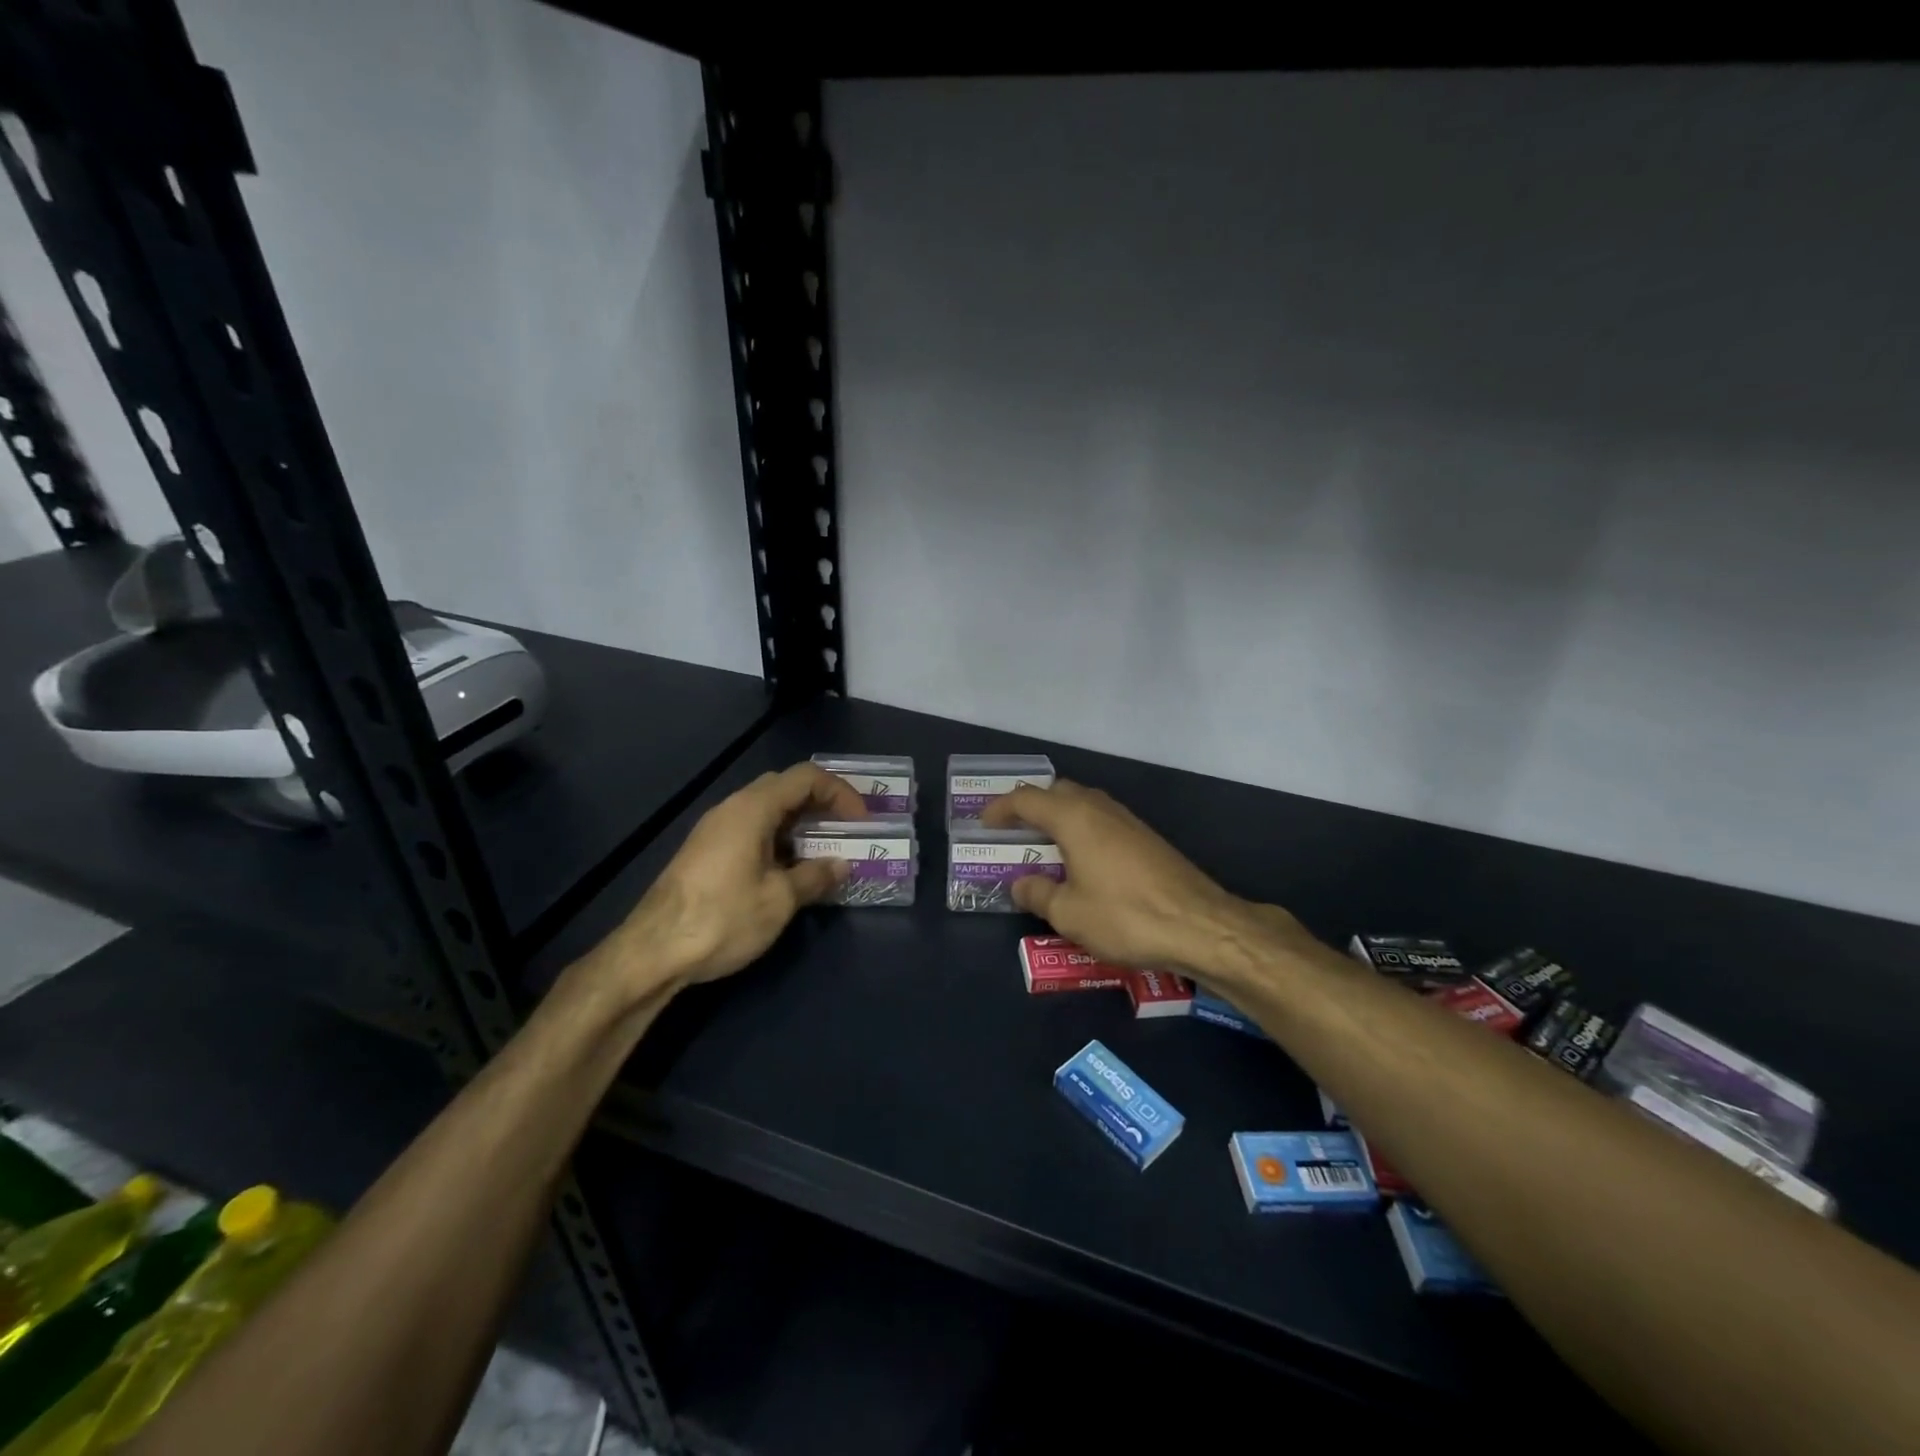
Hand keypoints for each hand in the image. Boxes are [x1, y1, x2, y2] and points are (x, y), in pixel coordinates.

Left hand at [596, 763, 865, 999]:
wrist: (652, 952)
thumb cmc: (723, 918)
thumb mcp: (780, 899)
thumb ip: (815, 876)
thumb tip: (842, 864)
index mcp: (752, 808)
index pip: (806, 777)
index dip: (840, 793)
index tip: (860, 823)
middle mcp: (732, 808)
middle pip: (785, 788)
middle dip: (822, 805)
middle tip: (846, 831)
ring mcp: (715, 830)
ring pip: (767, 811)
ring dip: (800, 825)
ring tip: (824, 854)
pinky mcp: (706, 852)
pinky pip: (752, 830)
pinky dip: (779, 840)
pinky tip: (789, 872)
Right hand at [982, 780, 1304, 979]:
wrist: (1199, 924)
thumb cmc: (1124, 916)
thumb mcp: (1069, 913)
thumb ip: (1038, 893)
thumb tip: (1021, 884)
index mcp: (1074, 817)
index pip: (1027, 799)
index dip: (1001, 808)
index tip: (984, 823)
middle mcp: (1100, 808)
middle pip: (1057, 791)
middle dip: (1032, 806)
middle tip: (1014, 831)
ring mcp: (1127, 820)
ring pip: (1083, 803)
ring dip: (1059, 816)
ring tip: (1044, 845)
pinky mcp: (1146, 837)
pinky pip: (1102, 820)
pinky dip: (1082, 829)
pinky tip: (1082, 860)